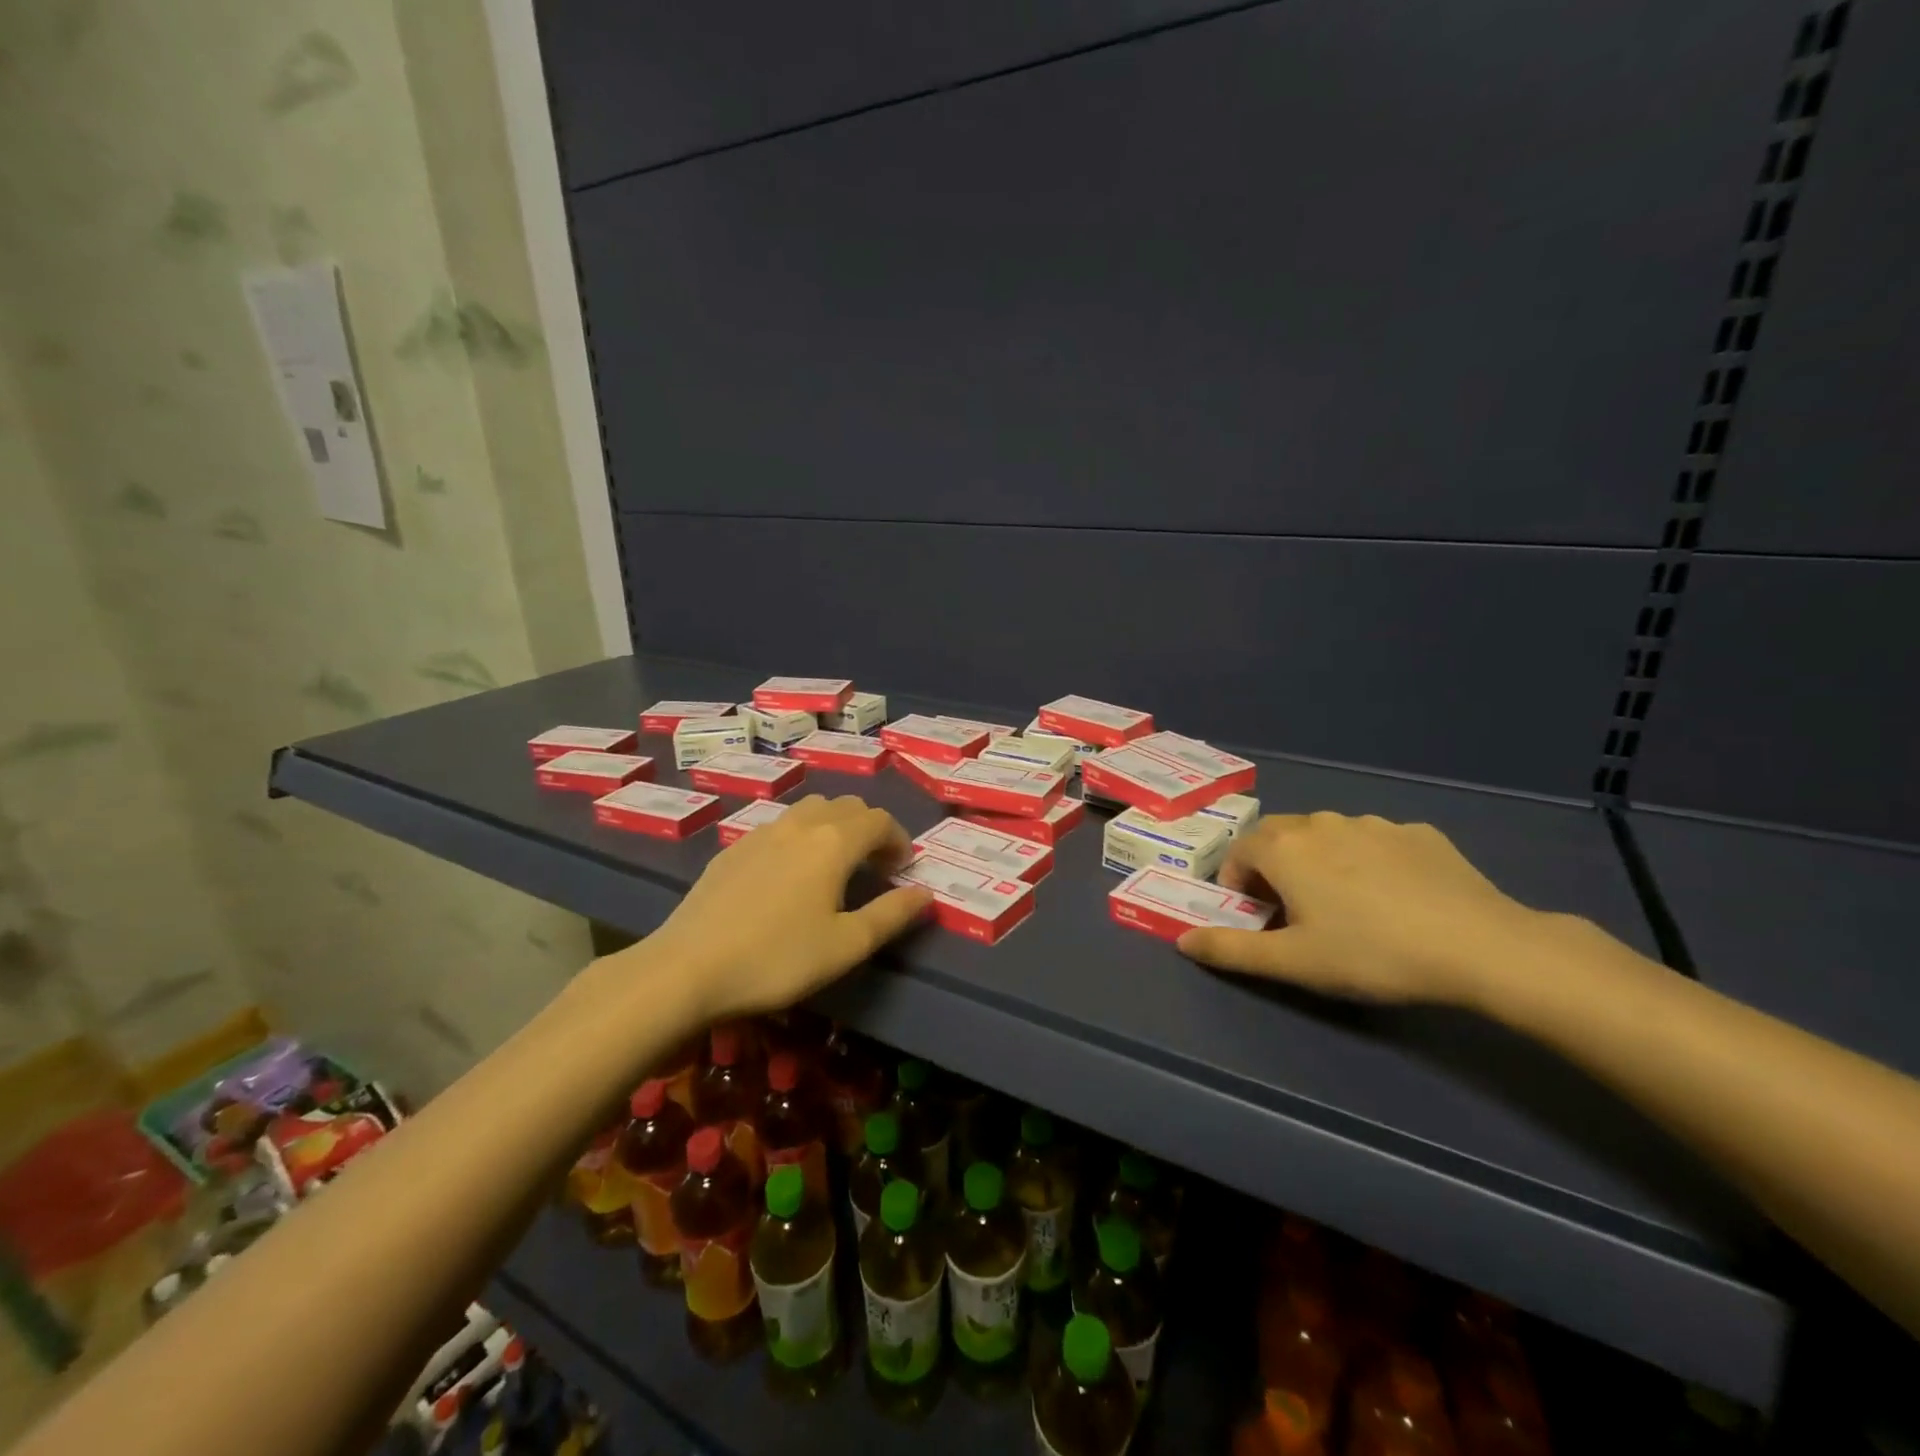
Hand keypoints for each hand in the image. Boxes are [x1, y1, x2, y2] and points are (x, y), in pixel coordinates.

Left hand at [639, 795, 932, 1021]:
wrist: (687, 968)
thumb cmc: (777, 958)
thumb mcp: (846, 945)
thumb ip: (891, 915)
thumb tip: (925, 893)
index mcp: (833, 842)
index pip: (879, 820)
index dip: (898, 839)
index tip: (901, 869)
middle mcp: (800, 825)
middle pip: (846, 806)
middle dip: (869, 828)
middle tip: (874, 867)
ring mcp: (761, 833)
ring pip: (809, 811)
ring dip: (834, 827)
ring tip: (834, 865)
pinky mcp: (733, 849)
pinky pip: (779, 827)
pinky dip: (800, 837)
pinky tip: (789, 875)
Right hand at [1177, 812, 1557, 1005]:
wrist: (1480, 946)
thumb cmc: (1371, 953)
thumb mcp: (1293, 962)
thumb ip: (1230, 950)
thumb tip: (1181, 941)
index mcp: (1285, 848)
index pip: (1239, 852)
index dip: (1237, 884)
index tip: (1255, 917)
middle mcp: (1322, 822)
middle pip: (1279, 836)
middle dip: (1272, 867)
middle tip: (1292, 911)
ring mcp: (1373, 823)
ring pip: (1327, 835)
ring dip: (1318, 861)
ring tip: (1344, 905)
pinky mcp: (1418, 833)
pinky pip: (1373, 841)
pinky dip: (1365, 860)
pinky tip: (1393, 897)